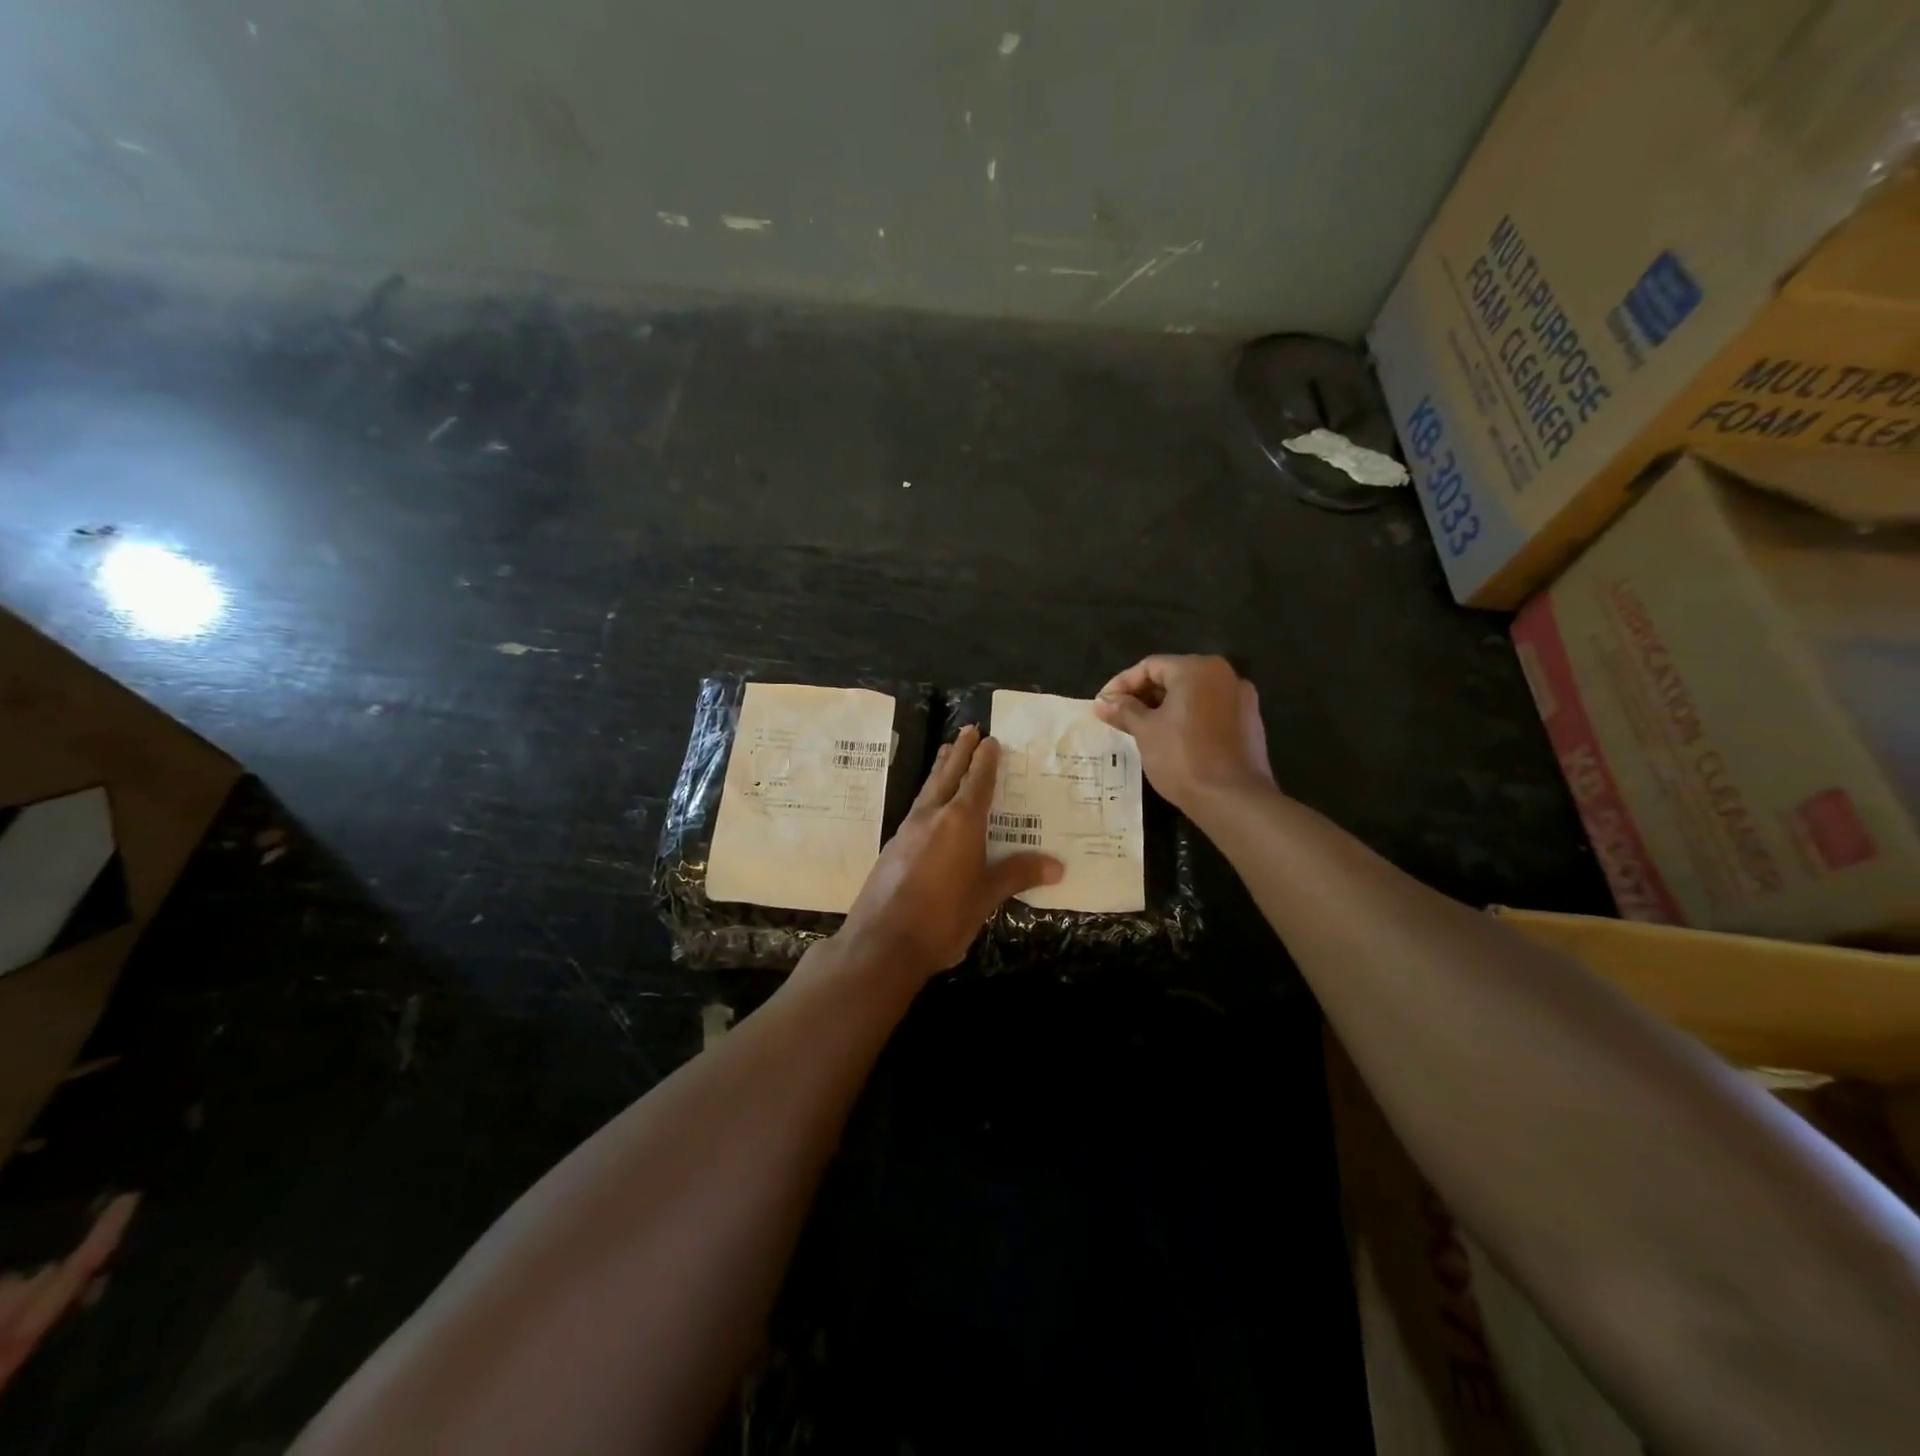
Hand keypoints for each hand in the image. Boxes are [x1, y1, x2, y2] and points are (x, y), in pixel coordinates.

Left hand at [832, 726, 1062, 979]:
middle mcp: (932, 816)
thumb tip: (1057, 866)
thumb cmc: (943, 917)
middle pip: (948, 775)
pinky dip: (928, 796)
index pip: (977, 782)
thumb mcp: (986, 896)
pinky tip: (929, 806)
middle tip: (968, 728)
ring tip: (945, 751)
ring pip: (928, 790)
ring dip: (940, 769)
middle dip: (959, 752)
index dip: (985, 761)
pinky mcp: (893, 848)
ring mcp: (908, 830)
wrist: (882, 943)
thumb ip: (1017, 874)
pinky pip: (917, 810)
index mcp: (961, 822)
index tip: (990, 740)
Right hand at [1093, 655, 1275, 816]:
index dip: (1121, 684)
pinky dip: (1187, 719)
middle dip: (1143, 696)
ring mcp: (1241, 699)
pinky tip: (1171, 740)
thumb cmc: (1182, 757)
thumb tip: (1102, 702)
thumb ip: (1123, 710)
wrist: (1232, 799)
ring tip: (1140, 730)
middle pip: (1173, 677)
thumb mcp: (1145, 731)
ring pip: (1192, 696)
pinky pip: (1210, 711)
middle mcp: (1224, 675)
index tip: (1103, 705)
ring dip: (1164, 708)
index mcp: (1197, 669)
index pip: (1150, 666)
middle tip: (1118, 718)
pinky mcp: (1249, 723)